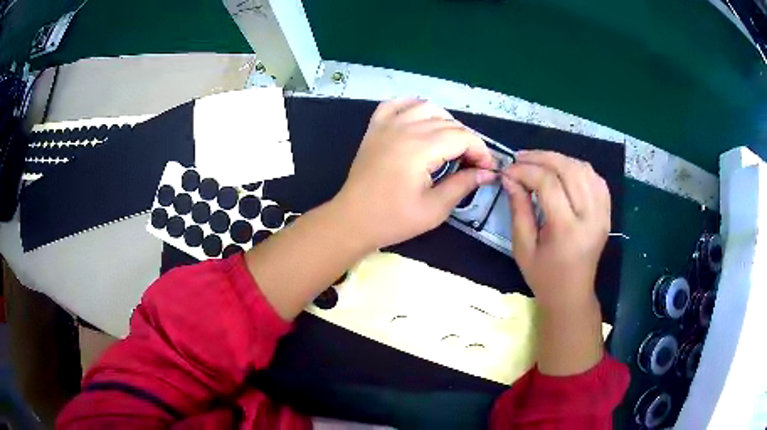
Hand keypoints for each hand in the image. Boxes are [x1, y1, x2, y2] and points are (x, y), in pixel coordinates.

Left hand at [334, 99, 496, 249]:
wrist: (353, 220)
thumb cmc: (393, 219)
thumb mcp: (434, 209)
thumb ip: (463, 185)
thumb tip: (487, 173)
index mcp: (420, 148)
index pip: (462, 137)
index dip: (480, 151)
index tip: (486, 169)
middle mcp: (405, 128)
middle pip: (448, 122)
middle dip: (467, 140)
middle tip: (472, 163)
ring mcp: (387, 125)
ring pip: (426, 108)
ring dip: (446, 122)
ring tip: (451, 143)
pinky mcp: (375, 128)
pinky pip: (397, 104)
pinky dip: (413, 106)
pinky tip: (421, 119)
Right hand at [502, 151, 610, 309]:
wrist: (572, 294)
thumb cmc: (543, 276)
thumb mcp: (523, 247)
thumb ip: (518, 209)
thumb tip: (510, 177)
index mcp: (567, 230)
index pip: (548, 184)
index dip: (526, 171)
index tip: (508, 171)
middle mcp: (590, 217)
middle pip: (569, 170)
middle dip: (542, 158)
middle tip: (521, 158)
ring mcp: (603, 214)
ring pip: (584, 169)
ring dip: (560, 160)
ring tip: (539, 162)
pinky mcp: (607, 213)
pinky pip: (596, 179)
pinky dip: (578, 168)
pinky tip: (563, 171)